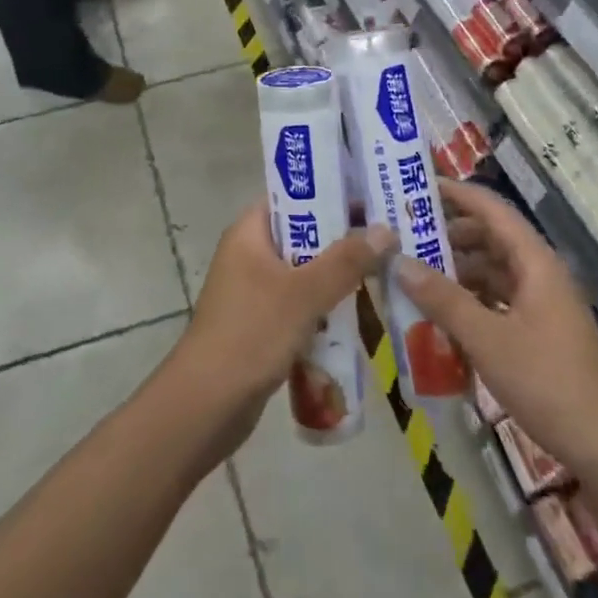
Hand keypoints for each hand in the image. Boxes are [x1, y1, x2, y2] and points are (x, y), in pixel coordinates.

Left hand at [173, 199, 392, 449]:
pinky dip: (326, 306)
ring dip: (338, 275)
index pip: (292, 197)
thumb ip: (345, 261)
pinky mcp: (262, 323)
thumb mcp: (303, 293)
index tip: (372, 197)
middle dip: (343, 238)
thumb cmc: (251, 333)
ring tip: (385, 272)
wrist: (207, 404)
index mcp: (249, 233)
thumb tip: (386, 230)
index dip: (330, 193)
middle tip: (390, 236)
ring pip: (305, 272)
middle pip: (303, 235)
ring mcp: (255, 291)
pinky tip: (361, 315)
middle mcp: (250, 254)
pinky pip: (301, 304)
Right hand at [393, 179, 597, 467]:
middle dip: (449, 234)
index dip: (457, 194)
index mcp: (534, 262)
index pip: (492, 209)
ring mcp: (541, 304)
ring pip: (493, 271)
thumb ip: (443, 299)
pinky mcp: (539, 332)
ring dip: (457, 270)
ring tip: (414, 275)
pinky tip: (441, 315)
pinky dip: (470, 300)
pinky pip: (498, 300)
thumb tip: (400, 262)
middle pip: (490, 238)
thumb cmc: (548, 381)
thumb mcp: (487, 339)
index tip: (417, 188)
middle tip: (405, 237)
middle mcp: (539, 274)